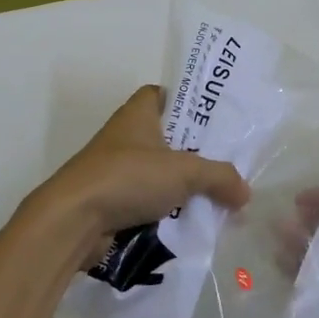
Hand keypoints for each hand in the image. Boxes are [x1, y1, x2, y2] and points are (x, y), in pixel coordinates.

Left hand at [31, 85, 249, 246]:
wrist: (73, 221)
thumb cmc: (128, 178)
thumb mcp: (185, 171)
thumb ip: (220, 177)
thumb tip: (245, 193)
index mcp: (138, 114)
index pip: (163, 94)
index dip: (187, 101)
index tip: (213, 117)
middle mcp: (125, 137)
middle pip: (168, 138)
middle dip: (195, 152)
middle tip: (227, 162)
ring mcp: (115, 171)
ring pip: (159, 173)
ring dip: (183, 186)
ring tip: (218, 197)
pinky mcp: (112, 202)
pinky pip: (148, 202)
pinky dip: (167, 211)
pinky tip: (192, 223)